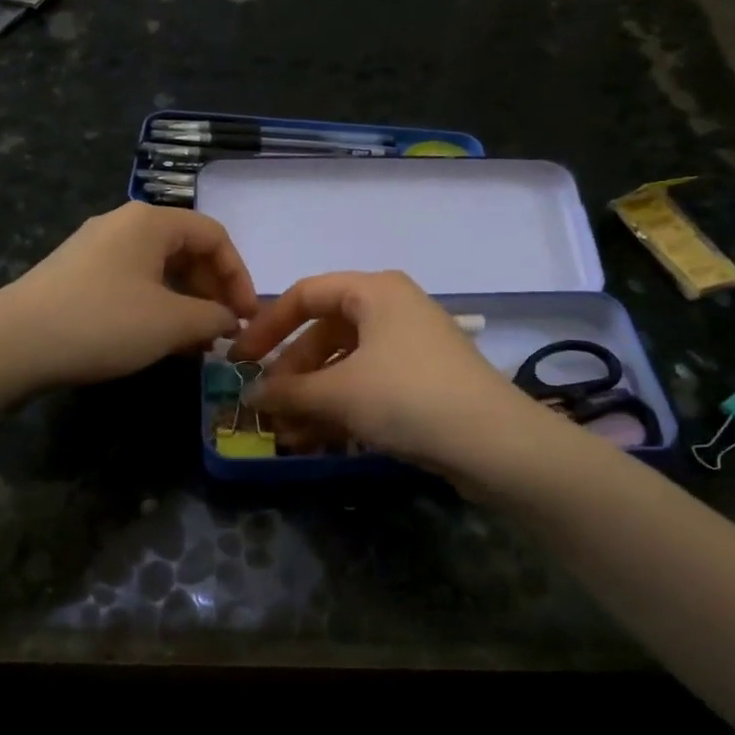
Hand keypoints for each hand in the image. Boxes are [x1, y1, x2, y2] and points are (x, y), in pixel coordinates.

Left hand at [0, 203, 258, 389]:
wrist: (12, 343)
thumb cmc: (103, 322)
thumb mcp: (171, 323)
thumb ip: (213, 317)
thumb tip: (229, 319)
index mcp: (151, 221)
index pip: (214, 236)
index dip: (239, 275)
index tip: (247, 315)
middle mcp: (124, 224)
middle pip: (186, 249)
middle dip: (212, 290)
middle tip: (223, 330)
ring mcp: (96, 248)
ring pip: (159, 269)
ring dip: (186, 302)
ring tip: (195, 342)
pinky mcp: (77, 274)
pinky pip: (132, 282)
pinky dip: (156, 306)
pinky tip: (158, 340)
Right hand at [227, 271, 526, 472]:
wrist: (494, 442)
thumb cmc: (407, 397)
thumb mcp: (339, 392)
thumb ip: (288, 392)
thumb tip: (250, 397)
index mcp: (374, 291)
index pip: (305, 295)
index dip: (267, 326)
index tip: (240, 359)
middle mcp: (392, 309)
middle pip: (325, 333)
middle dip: (292, 373)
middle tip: (267, 405)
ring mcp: (410, 346)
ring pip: (346, 364)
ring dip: (313, 397)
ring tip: (286, 433)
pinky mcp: (422, 380)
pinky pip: (368, 385)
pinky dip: (341, 407)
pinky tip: (316, 439)